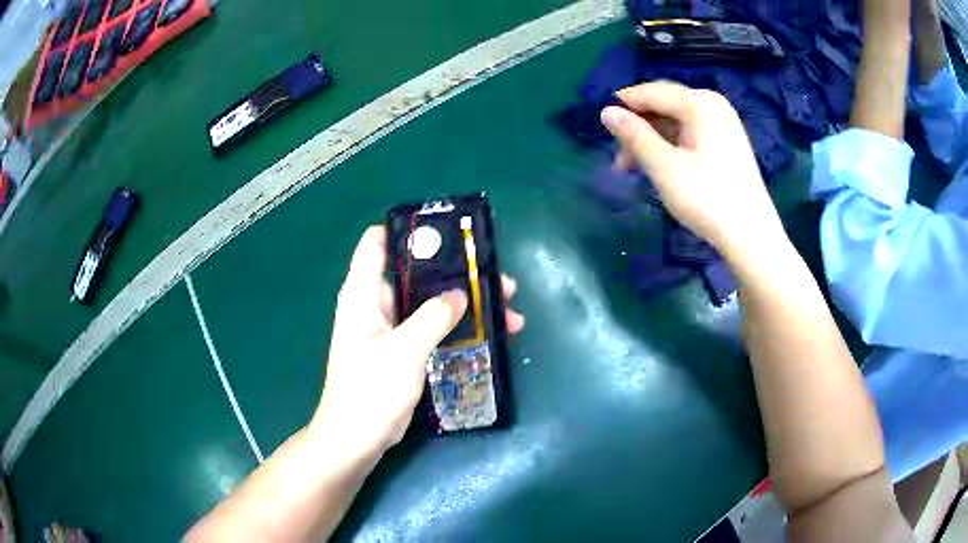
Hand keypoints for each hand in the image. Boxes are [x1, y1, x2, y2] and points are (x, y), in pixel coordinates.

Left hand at [309, 226, 524, 459]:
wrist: (356, 439)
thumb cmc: (370, 392)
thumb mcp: (403, 351)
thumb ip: (433, 317)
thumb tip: (460, 293)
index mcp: (363, 293)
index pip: (378, 242)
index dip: (410, 231)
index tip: (450, 233)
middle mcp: (375, 304)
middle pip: (417, 272)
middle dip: (457, 272)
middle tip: (498, 279)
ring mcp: (390, 328)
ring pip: (430, 302)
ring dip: (465, 302)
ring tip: (508, 308)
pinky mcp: (402, 350)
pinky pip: (433, 327)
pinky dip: (458, 326)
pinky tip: (492, 333)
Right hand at [600, 81, 786, 262]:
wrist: (751, 235)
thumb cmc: (707, 199)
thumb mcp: (664, 167)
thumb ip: (634, 135)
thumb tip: (606, 111)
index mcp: (699, 103)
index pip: (650, 92)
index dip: (623, 106)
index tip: (601, 127)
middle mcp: (712, 104)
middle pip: (664, 104)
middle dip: (638, 127)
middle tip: (620, 159)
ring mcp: (723, 123)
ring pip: (676, 120)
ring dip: (652, 139)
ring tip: (635, 168)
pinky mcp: (727, 142)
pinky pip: (690, 132)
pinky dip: (671, 145)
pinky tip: (660, 166)